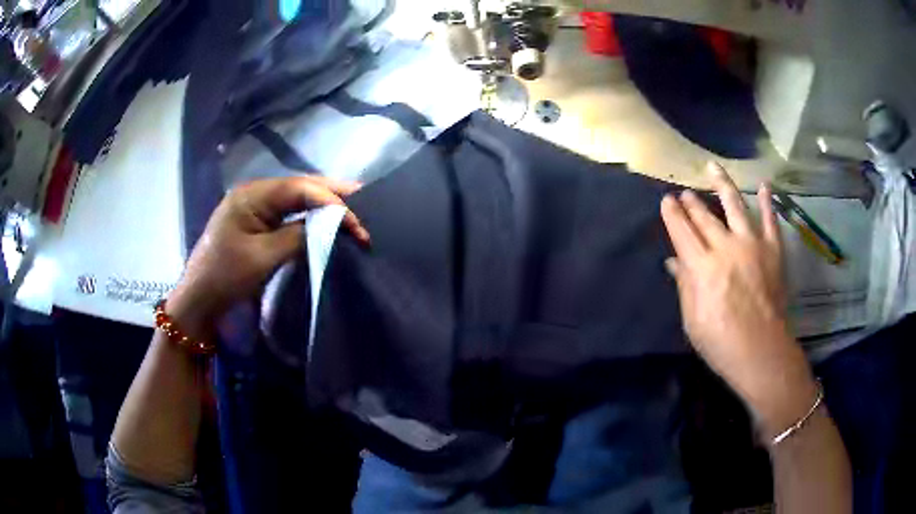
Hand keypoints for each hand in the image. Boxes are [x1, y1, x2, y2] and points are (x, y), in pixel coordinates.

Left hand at [168, 176, 369, 338]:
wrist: (199, 300)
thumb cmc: (226, 277)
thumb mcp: (264, 257)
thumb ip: (299, 235)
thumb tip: (331, 225)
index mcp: (252, 194)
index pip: (300, 188)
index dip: (332, 201)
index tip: (357, 224)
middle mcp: (254, 192)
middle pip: (300, 186)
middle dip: (332, 194)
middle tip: (365, 200)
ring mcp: (254, 205)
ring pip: (296, 197)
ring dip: (323, 203)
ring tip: (353, 207)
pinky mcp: (256, 221)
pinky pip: (288, 211)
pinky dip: (309, 215)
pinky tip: (326, 218)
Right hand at [661, 162, 817, 436]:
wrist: (761, 352)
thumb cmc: (721, 342)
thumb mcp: (692, 320)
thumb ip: (684, 285)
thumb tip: (673, 261)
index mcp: (701, 267)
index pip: (682, 231)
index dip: (672, 214)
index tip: (666, 200)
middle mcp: (725, 247)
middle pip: (704, 216)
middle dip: (691, 202)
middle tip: (684, 192)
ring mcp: (752, 244)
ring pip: (734, 205)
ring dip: (722, 184)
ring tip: (712, 167)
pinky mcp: (773, 250)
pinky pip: (770, 220)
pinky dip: (768, 201)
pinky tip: (765, 185)